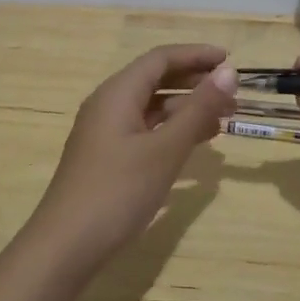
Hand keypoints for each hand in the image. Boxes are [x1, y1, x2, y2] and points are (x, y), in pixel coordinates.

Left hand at [27, 44, 237, 272]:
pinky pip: (145, 129)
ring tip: (223, 119)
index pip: (160, 59)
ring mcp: (105, 132)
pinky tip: (195, 144)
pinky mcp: (107, 157)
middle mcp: (108, 104)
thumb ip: (198, 109)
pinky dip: (172, 130)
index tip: (230, 60)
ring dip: (186, 108)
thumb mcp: (165, 149)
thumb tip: (228, 72)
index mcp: (118, 93)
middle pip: (155, 79)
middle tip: (233, 95)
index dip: (196, 55)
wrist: (66, 245)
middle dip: (195, 82)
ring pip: (151, 107)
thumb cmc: (118, 191)